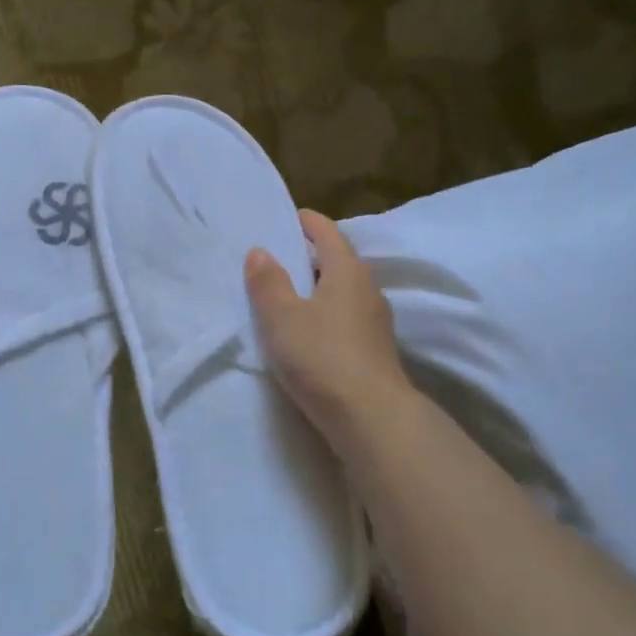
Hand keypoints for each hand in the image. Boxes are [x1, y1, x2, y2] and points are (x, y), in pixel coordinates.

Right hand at [245, 210, 411, 438]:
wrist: (371, 418)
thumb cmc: (322, 357)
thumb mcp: (282, 318)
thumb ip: (269, 282)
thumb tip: (260, 251)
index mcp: (347, 271)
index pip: (327, 232)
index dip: (306, 221)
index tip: (286, 218)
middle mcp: (367, 289)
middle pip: (338, 260)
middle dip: (310, 255)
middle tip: (277, 257)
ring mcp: (375, 321)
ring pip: (343, 291)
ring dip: (318, 287)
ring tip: (287, 295)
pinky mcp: (374, 350)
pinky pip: (346, 318)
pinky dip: (325, 313)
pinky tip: (308, 332)